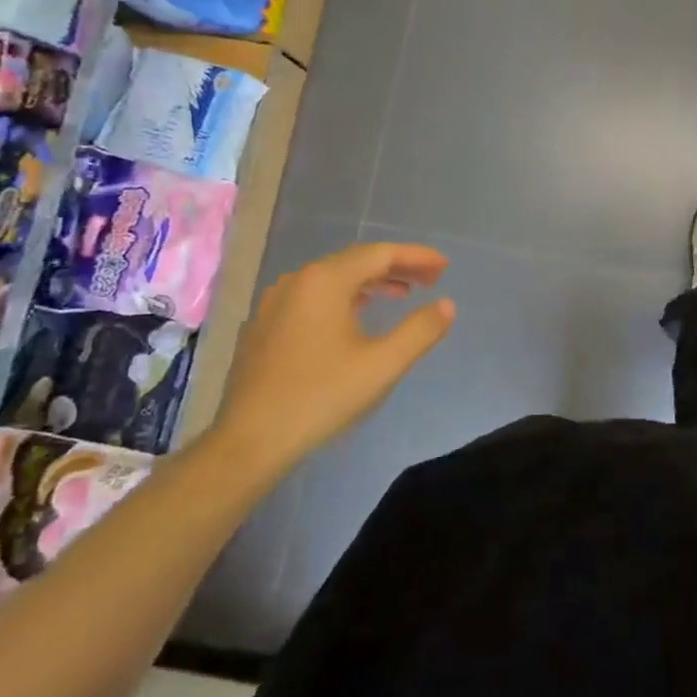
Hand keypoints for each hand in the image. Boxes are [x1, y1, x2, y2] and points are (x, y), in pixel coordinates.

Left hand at [212, 242, 455, 480]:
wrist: (249, 442)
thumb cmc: (321, 397)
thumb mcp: (383, 364)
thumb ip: (421, 330)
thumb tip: (447, 305)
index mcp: (325, 281)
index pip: (380, 254)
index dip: (417, 257)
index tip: (445, 266)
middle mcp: (297, 281)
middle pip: (356, 261)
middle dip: (398, 267)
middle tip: (432, 279)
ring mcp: (276, 303)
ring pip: (334, 279)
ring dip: (373, 282)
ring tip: (403, 294)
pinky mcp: (266, 326)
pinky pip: (315, 297)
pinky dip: (347, 297)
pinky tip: (359, 315)